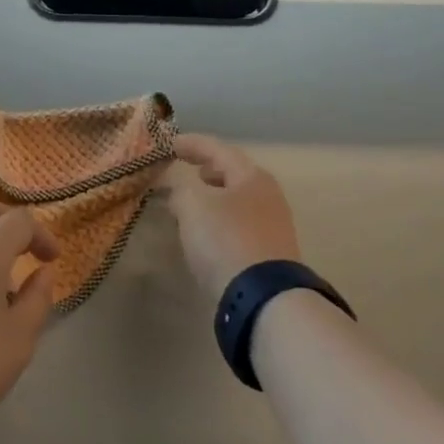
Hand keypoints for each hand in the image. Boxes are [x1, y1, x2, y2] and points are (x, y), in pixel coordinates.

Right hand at [165, 134, 302, 305]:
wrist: (263, 298)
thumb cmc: (226, 239)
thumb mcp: (192, 204)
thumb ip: (179, 187)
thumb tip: (177, 188)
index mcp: (251, 175)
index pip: (217, 149)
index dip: (191, 144)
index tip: (169, 144)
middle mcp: (267, 195)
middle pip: (232, 174)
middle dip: (207, 170)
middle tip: (187, 171)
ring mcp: (273, 225)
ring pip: (236, 201)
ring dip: (212, 198)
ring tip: (190, 203)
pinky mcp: (269, 254)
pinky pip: (239, 225)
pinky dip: (219, 220)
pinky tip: (205, 233)